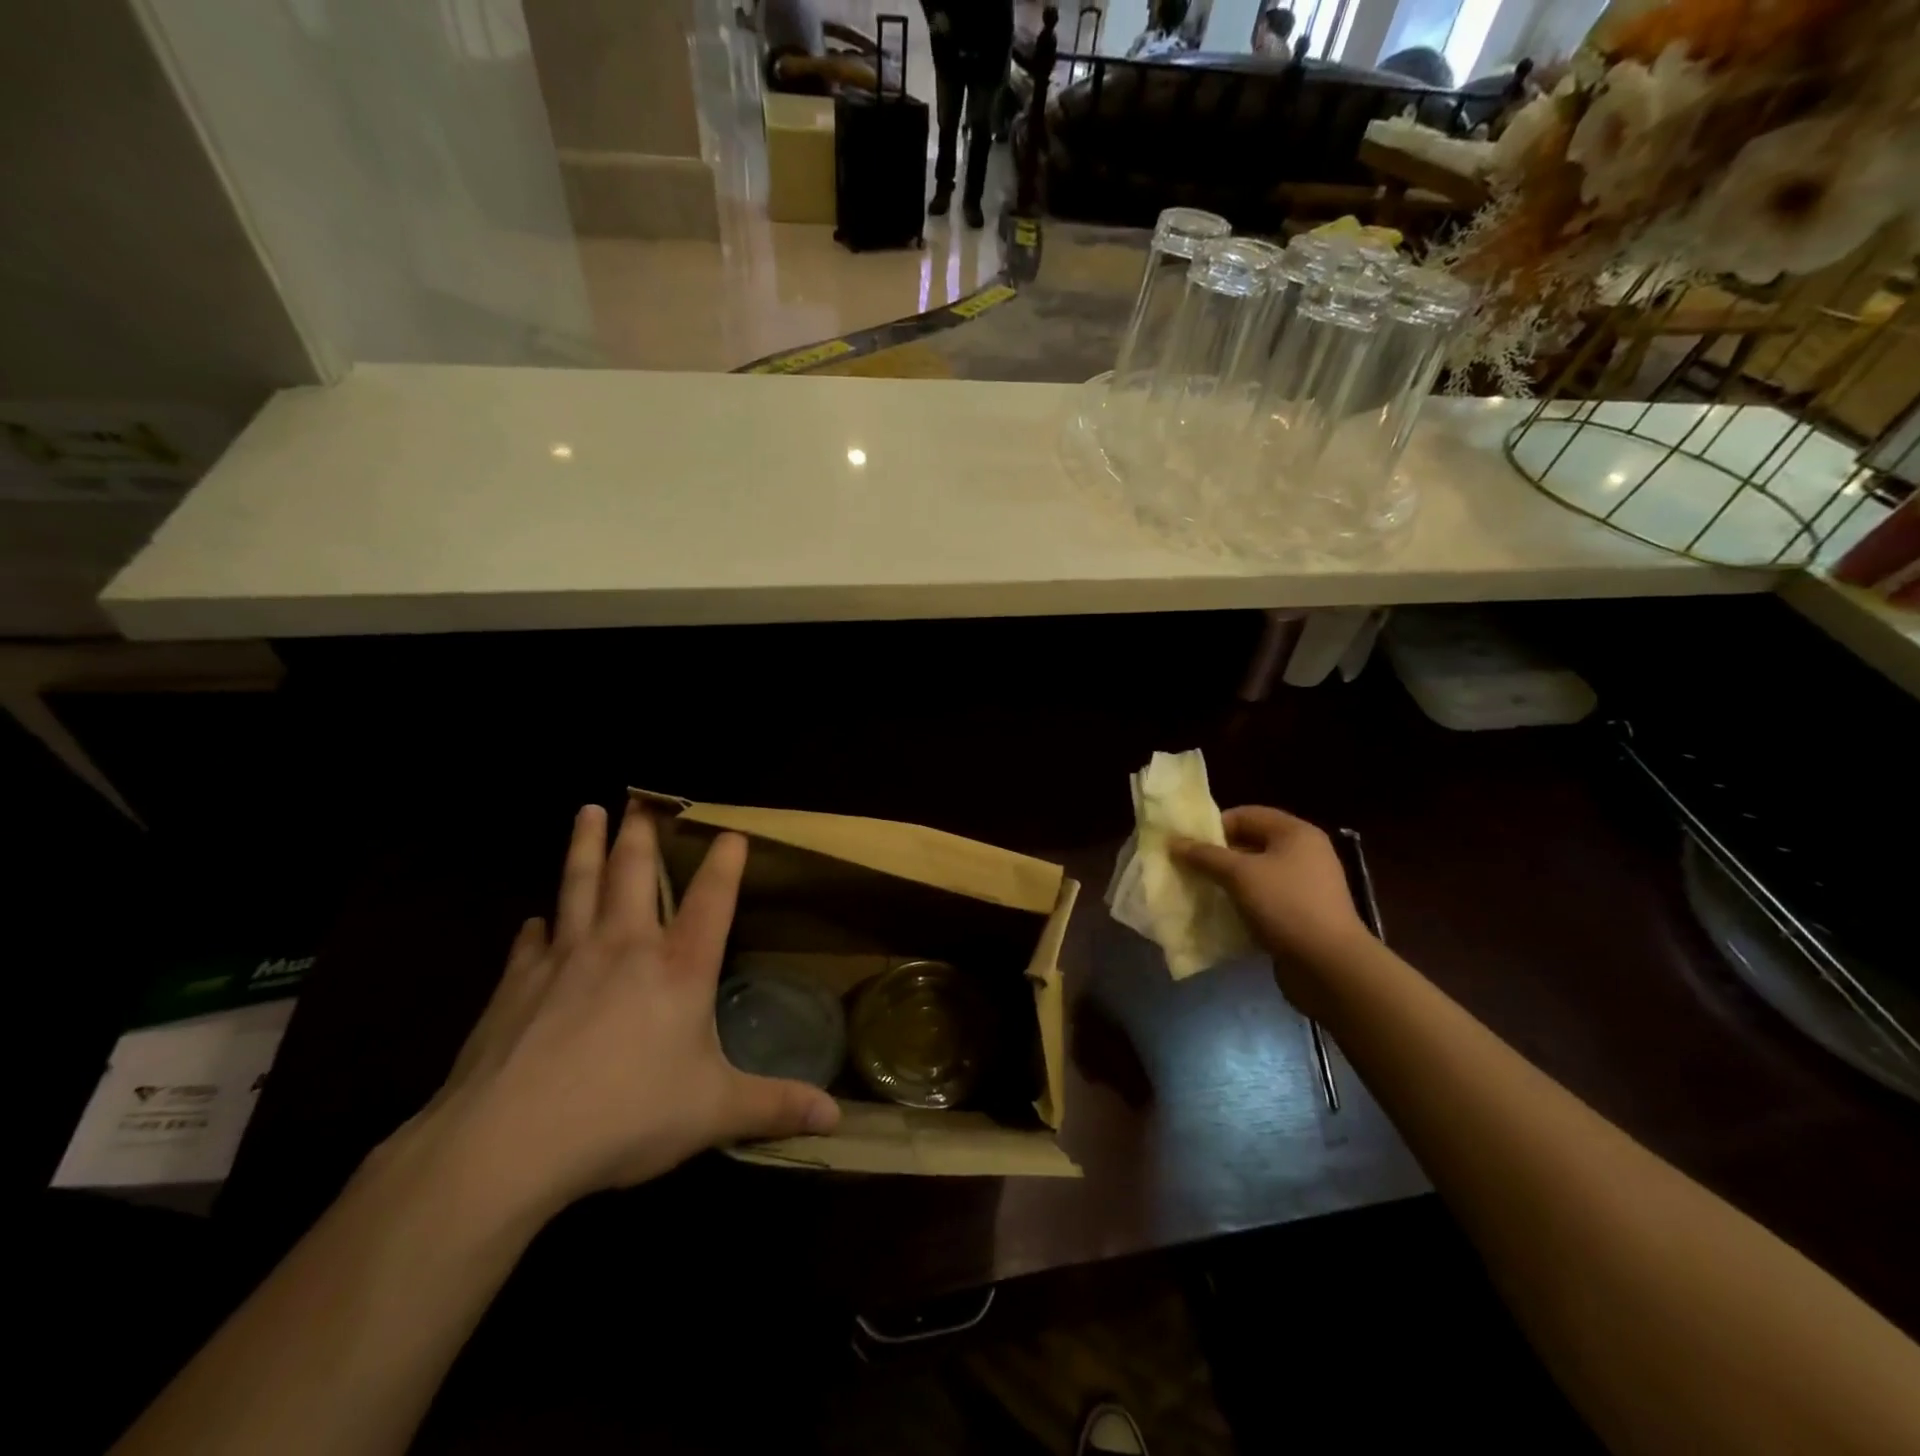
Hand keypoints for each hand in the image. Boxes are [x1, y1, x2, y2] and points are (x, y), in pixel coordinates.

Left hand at [412, 803, 839, 1217]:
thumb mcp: (713, 1113)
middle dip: (641, 832)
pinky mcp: (516, 984)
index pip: (712, 899)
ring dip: (584, 846)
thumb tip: (837, 1119)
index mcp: (679, 968)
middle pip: (633, 873)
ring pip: (578, 885)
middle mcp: (625, 948)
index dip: (726, 862)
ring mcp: (565, 959)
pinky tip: (535, 921)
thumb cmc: (624, 1116)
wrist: (505, 1144)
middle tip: (640, 799)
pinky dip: (537, 926)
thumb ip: (774, 1106)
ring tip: (588, 811)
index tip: (731, 831)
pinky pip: (531, 942)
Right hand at [1172, 806, 1371, 999]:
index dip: (1214, 825)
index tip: (1187, 844)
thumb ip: (1205, 856)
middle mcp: (1304, 853)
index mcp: (1295, 833)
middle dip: (1217, 855)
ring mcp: (1304, 885)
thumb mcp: (1240, 875)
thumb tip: (1174, 842)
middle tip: (1187, 867)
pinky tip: (1220, 913)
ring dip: (1226, 880)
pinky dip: (1241, 902)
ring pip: (1255, 873)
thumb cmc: (1285, 906)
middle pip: (1250, 843)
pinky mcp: (1301, 913)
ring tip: (1199, 890)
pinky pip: (1263, 898)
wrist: (1330, 966)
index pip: (1246, 814)